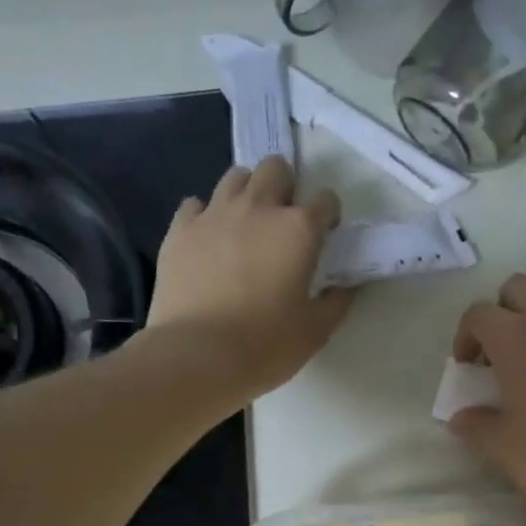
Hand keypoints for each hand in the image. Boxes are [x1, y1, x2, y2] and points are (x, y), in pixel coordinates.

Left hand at [144, 156, 350, 401]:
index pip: (325, 199)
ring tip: (246, 226)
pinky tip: (209, 241)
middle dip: (286, 187)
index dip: (329, 216)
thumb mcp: (314, 331)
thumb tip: (346, 287)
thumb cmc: (265, 345)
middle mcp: (257, 209)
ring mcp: (214, 214)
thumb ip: (335, 303)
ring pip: (235, 177)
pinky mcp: (180, 230)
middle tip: (284, 223)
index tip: (325, 236)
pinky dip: (206, 216)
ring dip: (247, 193)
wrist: (196, 356)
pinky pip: (195, 205)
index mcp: (298, 230)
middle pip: (276, 169)